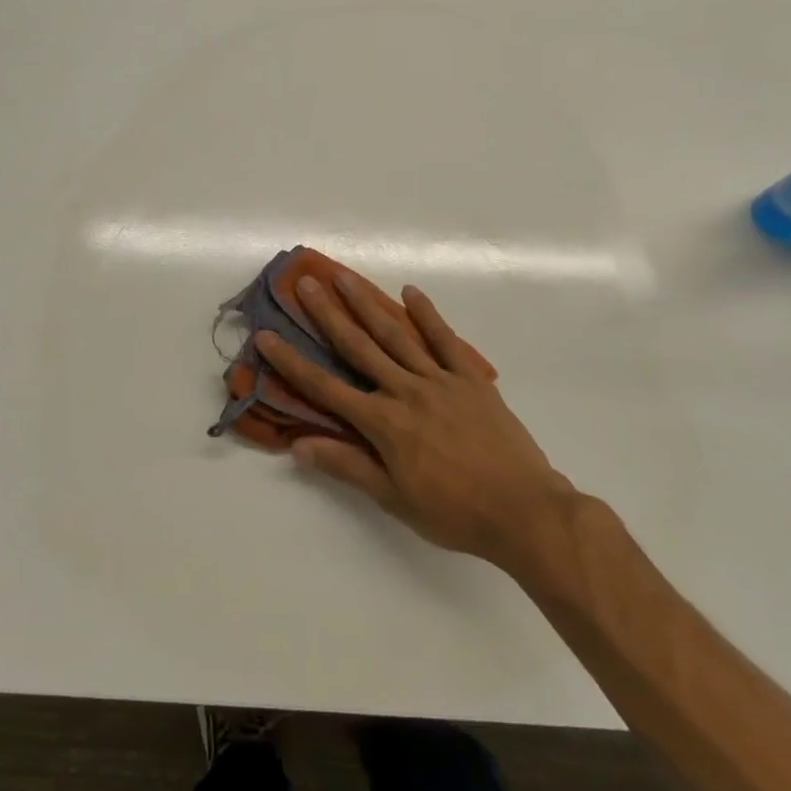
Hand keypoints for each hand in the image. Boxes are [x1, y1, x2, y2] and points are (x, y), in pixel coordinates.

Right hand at [254, 274, 574, 571]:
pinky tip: (411, 293)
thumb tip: (299, 445)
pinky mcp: (471, 379)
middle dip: (327, 314)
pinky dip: (428, 315)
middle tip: (305, 282)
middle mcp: (405, 391)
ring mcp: (440, 380)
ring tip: (345, 277)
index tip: (267, 336)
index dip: (292, 362)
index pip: (325, 388)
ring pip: (396, 335)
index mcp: (383, 423)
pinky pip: (446, 340)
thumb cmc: (454, 513)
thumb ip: (347, 466)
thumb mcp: (394, 498)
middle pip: (358, 347)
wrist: (524, 511)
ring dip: (367, 304)